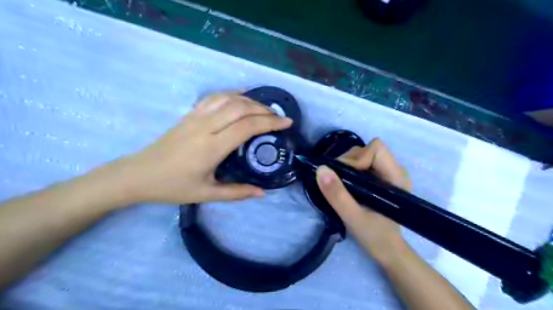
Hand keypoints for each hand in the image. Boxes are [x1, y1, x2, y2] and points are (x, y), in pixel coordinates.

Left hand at [112, 94, 292, 207]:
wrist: (138, 174)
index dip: (270, 122)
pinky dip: (231, 93)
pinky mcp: (189, 114)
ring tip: (264, 108)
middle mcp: (205, 127)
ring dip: (250, 100)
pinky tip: (241, 96)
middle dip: (264, 109)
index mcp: (211, 147)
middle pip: (240, 108)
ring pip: (228, 99)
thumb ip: (237, 192)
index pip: (247, 127)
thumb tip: (262, 193)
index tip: (287, 123)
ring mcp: (196, 117)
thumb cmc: (173, 187)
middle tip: (278, 117)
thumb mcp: (207, 194)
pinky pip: (213, 97)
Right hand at [315, 140, 409, 263]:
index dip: (356, 159)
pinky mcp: (379, 177)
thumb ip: (337, 194)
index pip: (376, 149)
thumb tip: (320, 169)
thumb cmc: (375, 236)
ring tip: (341, 185)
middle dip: (348, 162)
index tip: (344, 178)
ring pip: (362, 154)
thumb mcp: (353, 217)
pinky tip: (346, 185)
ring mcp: (386, 172)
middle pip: (367, 149)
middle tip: (338, 182)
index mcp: (395, 176)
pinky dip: (348, 170)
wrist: (387, 249)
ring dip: (346, 166)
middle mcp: (394, 169)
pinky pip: (360, 162)